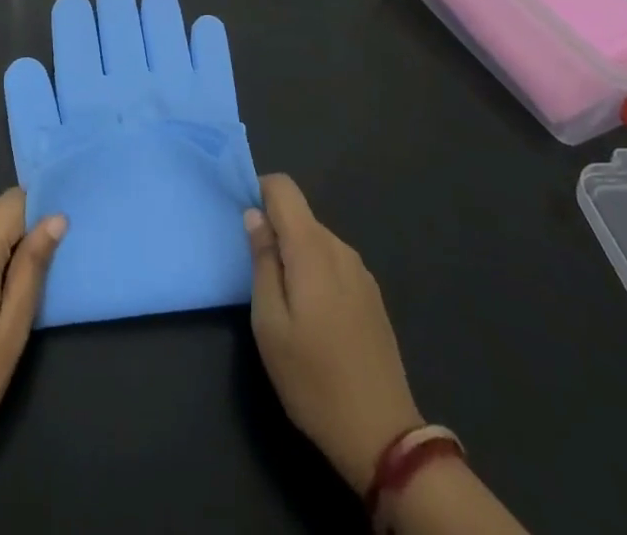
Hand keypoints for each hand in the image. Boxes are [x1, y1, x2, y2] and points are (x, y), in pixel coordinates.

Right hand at [246, 173, 422, 494]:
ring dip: (294, 255)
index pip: (284, 188)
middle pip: (299, 216)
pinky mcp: (373, 296)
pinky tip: (313, 318)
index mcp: (313, 249)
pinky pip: (334, 263)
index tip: (242, 223)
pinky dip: (315, 273)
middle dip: (274, 231)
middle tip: (256, 276)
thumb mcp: (270, 324)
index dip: (258, 192)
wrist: (383, 437)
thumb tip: (255, 216)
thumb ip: (262, 262)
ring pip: (316, 240)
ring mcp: (361, 273)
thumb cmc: (314, 380)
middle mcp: (340, 249)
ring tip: (283, 303)